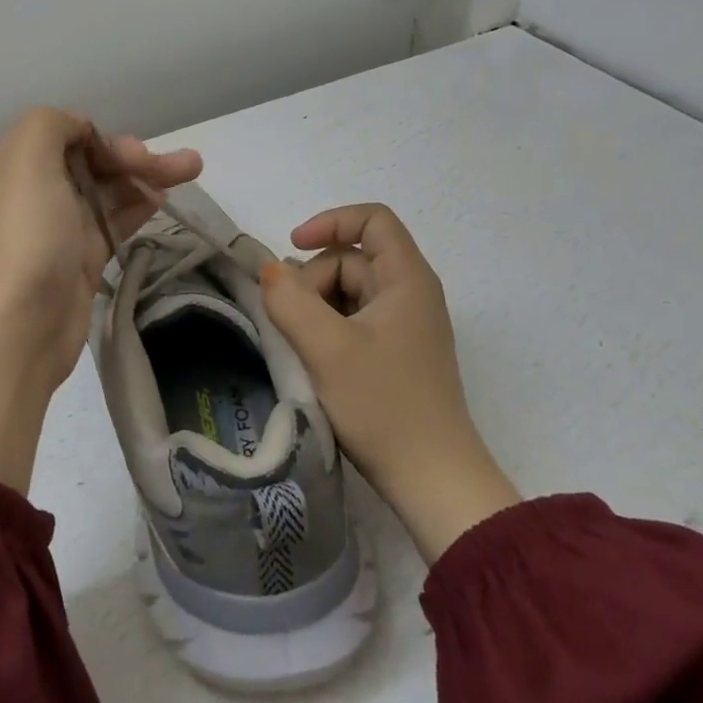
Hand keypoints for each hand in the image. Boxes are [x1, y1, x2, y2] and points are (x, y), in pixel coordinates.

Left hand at [0, 108, 200, 491]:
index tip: (130, 153)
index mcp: (17, 164)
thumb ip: (51, 125)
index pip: (65, 134)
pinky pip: (114, 221)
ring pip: (108, 190)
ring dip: (147, 176)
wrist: (18, 328)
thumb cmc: (25, 236)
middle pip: (91, 161)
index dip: (102, 136)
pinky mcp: (81, 259)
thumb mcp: (27, 160)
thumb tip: (80, 131)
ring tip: (192, 168)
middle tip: (179, 164)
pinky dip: (139, 206)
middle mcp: (36, 191)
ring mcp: (60, 227)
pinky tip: (165, 200)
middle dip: (134, 156)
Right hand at [258, 204, 518, 559]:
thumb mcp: (326, 348)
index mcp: (407, 279)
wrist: (433, 482)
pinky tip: (316, 360)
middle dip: (313, 279)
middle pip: (352, 258)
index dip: (330, 222)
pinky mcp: (396, 354)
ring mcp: (405, 326)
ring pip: (348, 291)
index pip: (372, 219)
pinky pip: (353, 320)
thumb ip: (289, 300)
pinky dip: (328, 329)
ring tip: (303, 347)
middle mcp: (410, 294)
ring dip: (316, 308)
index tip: (294, 247)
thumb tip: (270, 270)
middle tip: (293, 322)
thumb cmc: (383, 405)